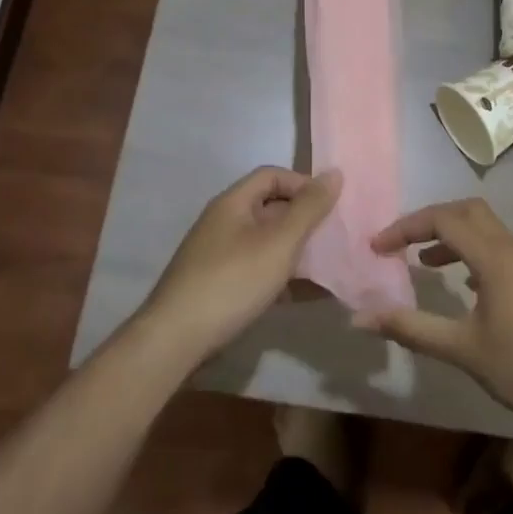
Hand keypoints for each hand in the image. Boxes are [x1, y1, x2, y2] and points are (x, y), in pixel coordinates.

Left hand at [140, 166, 341, 361]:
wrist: (176, 340)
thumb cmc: (232, 282)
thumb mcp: (278, 243)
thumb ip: (308, 209)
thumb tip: (334, 173)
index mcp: (233, 203)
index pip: (272, 176)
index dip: (303, 184)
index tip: (331, 206)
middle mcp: (224, 223)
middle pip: (271, 208)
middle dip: (305, 220)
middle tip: (336, 237)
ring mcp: (220, 256)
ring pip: (267, 243)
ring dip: (298, 251)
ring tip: (330, 266)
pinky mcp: (220, 286)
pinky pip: (259, 271)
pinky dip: (284, 277)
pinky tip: (308, 295)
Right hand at [361, 197, 512, 425]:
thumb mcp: (465, 350)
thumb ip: (412, 329)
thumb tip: (360, 317)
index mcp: (493, 255)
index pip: (441, 219)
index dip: (404, 228)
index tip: (377, 247)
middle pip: (466, 211)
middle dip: (429, 221)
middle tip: (401, 245)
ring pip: (487, 230)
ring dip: (454, 237)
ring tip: (427, 264)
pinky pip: (501, 249)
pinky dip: (475, 253)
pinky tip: (469, 287)